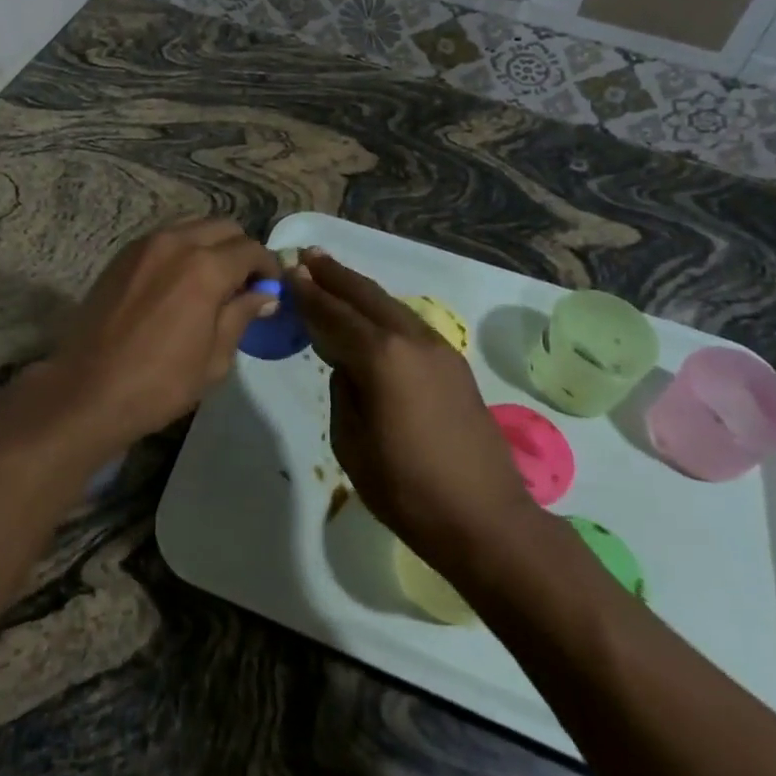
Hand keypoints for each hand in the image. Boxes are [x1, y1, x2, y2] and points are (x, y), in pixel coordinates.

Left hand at [43, 220, 279, 454]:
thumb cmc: (159, 382)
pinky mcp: (123, 254)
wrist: (88, 389)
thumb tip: (265, 294)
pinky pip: (165, 237)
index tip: (271, 287)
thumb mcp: (215, 358)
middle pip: (223, 227)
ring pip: (192, 226)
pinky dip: (182, 248)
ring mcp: (145, 244)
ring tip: (211, 280)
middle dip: (240, 250)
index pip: (250, 249)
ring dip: (210, 245)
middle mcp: (177, 243)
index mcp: (205, 268)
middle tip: (243, 284)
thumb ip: (241, 315)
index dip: (267, 266)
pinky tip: (178, 281)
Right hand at [287, 249, 537, 572]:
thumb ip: (343, 390)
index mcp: (381, 357)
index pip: (335, 315)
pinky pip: (408, 322)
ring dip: (360, 289)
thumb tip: (347, 366)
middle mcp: (411, 340)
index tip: (289, 272)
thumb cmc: (407, 489)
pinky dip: (383, 310)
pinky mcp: (454, 364)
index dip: (309, 294)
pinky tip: (372, 313)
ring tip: (335, 274)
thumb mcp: (351, 443)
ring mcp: (438, 349)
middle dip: (335, 275)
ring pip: (390, 305)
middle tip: (309, 255)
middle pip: (365, 296)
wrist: (486, 520)